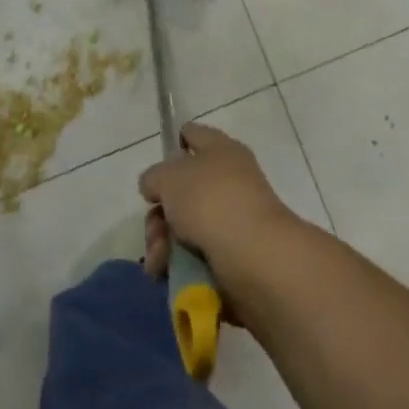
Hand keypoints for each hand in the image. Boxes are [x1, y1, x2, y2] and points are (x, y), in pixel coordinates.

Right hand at [137, 123, 296, 295]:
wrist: (254, 258)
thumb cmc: (210, 201)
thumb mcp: (169, 178)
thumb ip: (155, 177)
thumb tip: (156, 185)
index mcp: (220, 149)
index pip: (193, 135)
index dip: (173, 146)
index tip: (156, 172)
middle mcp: (229, 180)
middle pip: (183, 189)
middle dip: (159, 213)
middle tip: (153, 231)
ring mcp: (233, 219)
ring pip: (185, 226)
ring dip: (164, 244)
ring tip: (158, 262)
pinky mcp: (234, 255)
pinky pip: (197, 255)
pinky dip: (180, 264)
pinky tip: (167, 274)